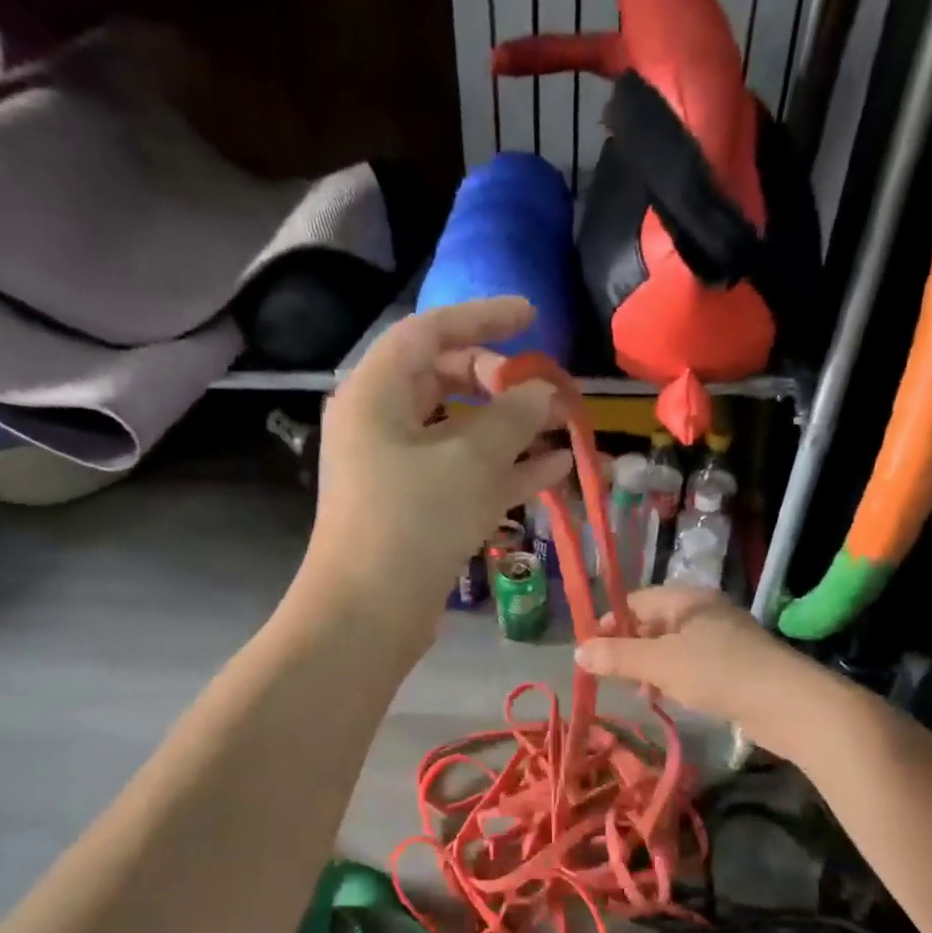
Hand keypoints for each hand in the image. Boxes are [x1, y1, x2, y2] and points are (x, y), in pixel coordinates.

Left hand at [297, 298, 571, 647]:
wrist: (367, 615)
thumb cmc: (411, 521)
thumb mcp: (469, 461)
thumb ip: (513, 418)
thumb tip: (543, 392)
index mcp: (375, 394)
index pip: (428, 332)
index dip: (481, 318)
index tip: (531, 317)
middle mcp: (380, 424)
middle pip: (444, 380)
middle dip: (499, 381)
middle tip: (542, 389)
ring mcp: (397, 470)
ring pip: (460, 432)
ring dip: (511, 429)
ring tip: (564, 426)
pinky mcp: (415, 509)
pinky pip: (463, 474)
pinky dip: (504, 469)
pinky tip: (556, 468)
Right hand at [574, 586, 789, 718]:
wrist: (788, 703)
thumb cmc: (718, 673)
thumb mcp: (659, 664)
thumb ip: (617, 657)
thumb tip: (577, 652)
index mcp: (687, 600)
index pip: (636, 600)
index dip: (610, 622)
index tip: (591, 649)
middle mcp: (705, 612)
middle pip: (654, 622)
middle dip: (629, 647)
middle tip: (610, 674)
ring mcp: (723, 638)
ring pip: (673, 646)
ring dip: (651, 666)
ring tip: (639, 692)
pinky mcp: (737, 665)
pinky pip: (693, 664)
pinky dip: (675, 677)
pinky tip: (669, 698)